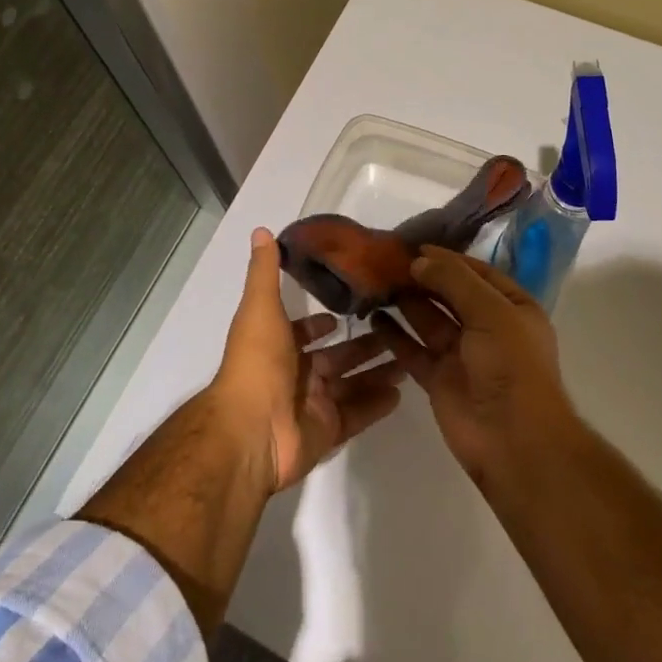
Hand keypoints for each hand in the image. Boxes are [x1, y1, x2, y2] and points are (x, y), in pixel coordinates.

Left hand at [212, 227, 406, 493]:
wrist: (251, 430)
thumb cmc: (257, 363)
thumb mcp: (261, 308)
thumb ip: (264, 271)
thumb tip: (261, 231)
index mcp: (278, 345)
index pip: (304, 331)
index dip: (323, 322)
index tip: (352, 308)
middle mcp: (295, 373)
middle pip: (336, 356)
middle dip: (363, 343)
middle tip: (398, 329)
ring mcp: (313, 404)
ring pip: (352, 383)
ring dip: (377, 370)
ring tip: (410, 357)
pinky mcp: (328, 431)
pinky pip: (357, 414)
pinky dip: (377, 404)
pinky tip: (402, 391)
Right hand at [373, 246, 576, 484]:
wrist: (513, 439)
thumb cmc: (511, 365)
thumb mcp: (491, 311)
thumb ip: (454, 281)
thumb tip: (419, 260)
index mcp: (512, 308)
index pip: (477, 273)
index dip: (447, 258)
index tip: (413, 246)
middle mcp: (488, 327)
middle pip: (450, 294)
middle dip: (423, 278)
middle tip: (386, 261)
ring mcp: (462, 354)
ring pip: (428, 319)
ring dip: (406, 302)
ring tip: (375, 282)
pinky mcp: (438, 378)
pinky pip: (413, 349)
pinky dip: (394, 334)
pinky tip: (373, 317)